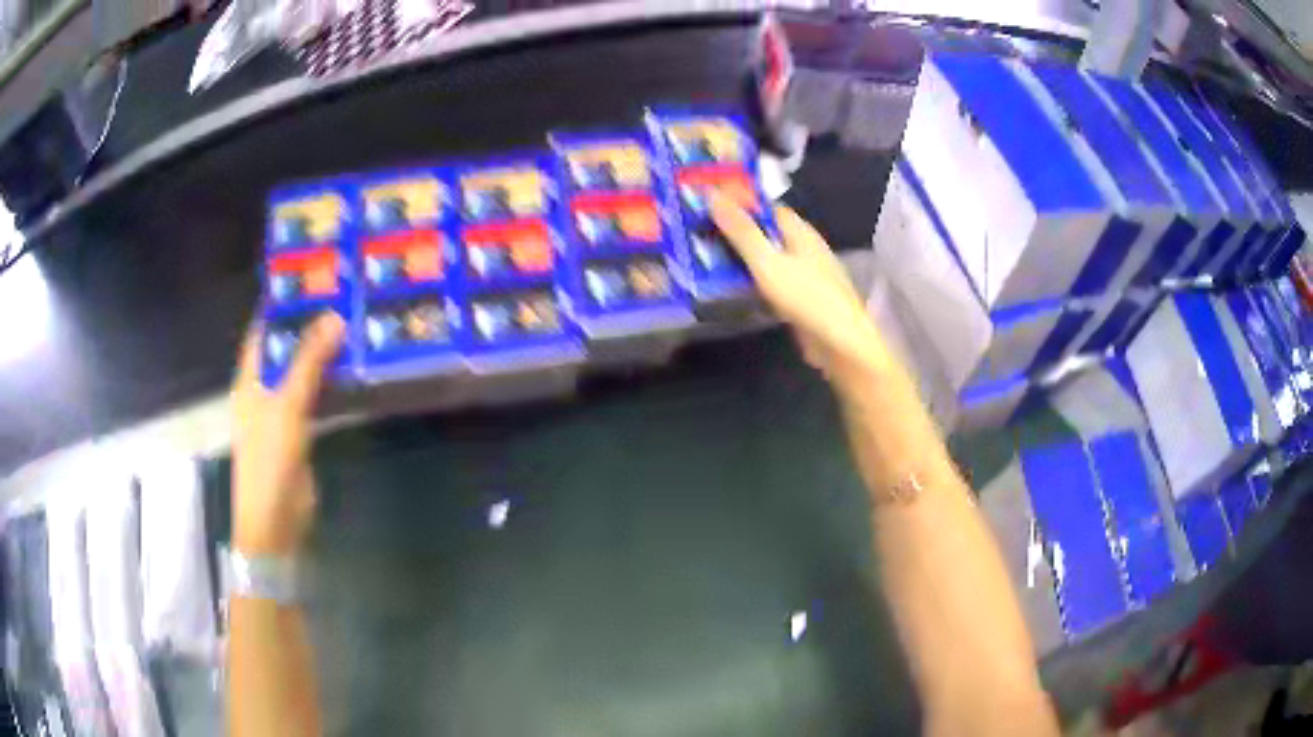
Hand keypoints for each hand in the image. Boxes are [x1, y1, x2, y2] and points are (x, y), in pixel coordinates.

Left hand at [231, 313, 344, 555]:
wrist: (275, 520)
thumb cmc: (269, 459)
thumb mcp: (287, 405)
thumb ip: (308, 361)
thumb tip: (334, 315)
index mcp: (250, 378)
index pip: (263, 330)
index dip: (282, 306)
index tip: (312, 280)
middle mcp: (263, 389)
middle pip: (285, 349)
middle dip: (309, 326)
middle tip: (344, 298)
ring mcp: (281, 412)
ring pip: (302, 374)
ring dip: (323, 355)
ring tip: (354, 324)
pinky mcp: (299, 432)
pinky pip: (315, 398)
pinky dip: (330, 383)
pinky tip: (353, 368)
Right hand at [708, 193, 891, 390]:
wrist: (841, 344)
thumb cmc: (807, 297)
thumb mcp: (767, 262)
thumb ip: (741, 231)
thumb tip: (713, 195)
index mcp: (800, 232)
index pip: (767, 208)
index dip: (740, 204)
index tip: (710, 208)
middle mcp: (805, 248)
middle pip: (767, 233)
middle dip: (738, 233)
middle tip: (702, 236)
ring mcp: (806, 275)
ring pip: (769, 259)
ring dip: (744, 259)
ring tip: (708, 260)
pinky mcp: (803, 299)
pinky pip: (773, 282)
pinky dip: (754, 281)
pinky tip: (734, 289)